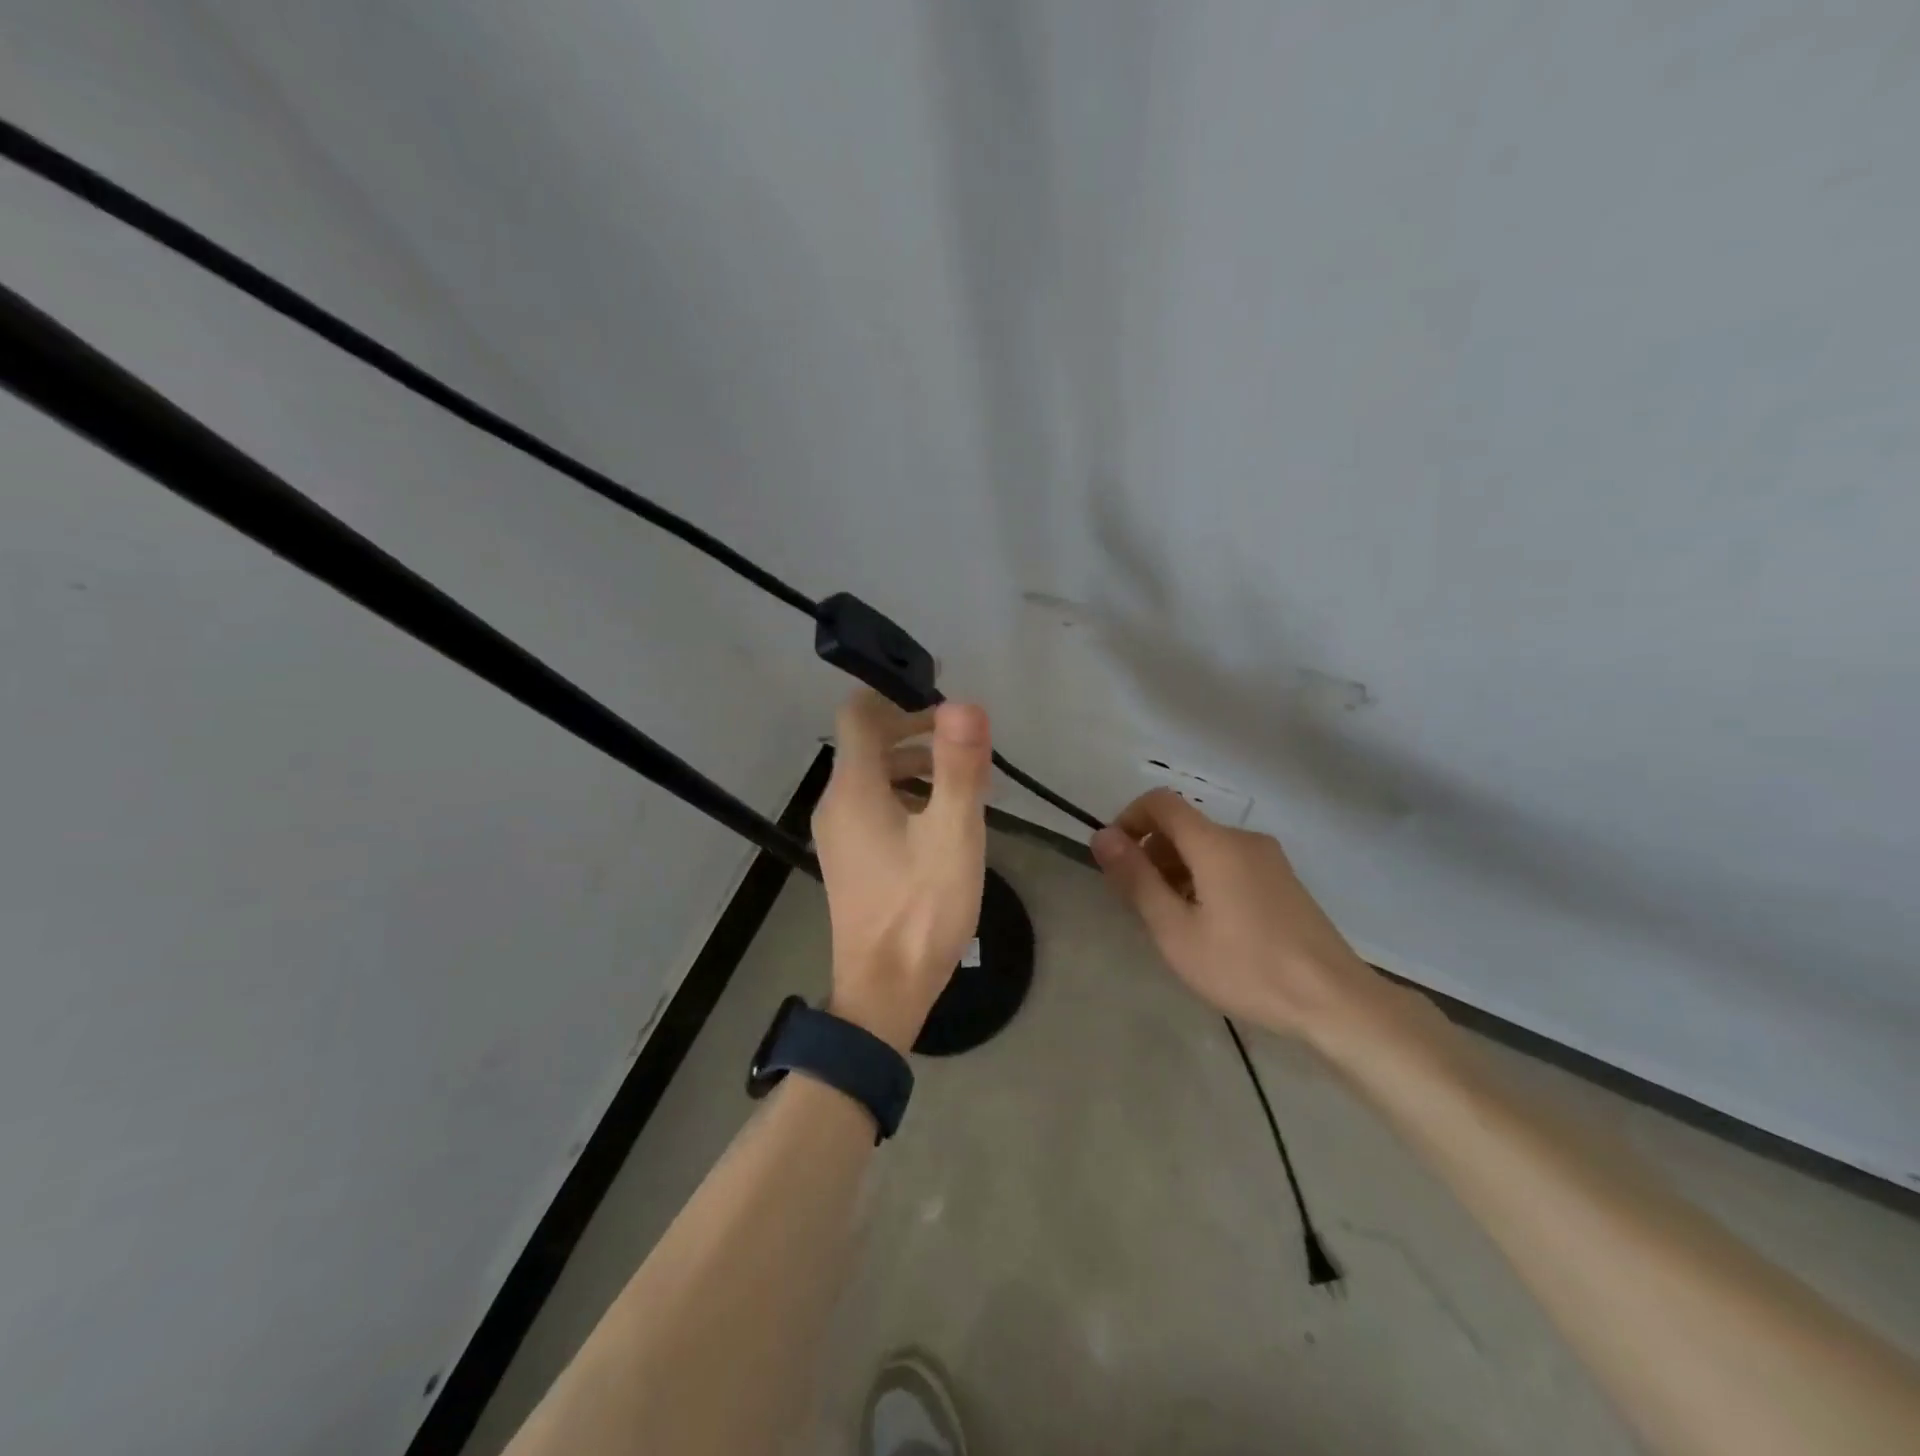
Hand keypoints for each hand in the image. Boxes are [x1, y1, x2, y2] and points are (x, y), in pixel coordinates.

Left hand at [812, 691, 992, 1052]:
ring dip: (915, 762)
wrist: (884, 991)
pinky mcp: (849, 856)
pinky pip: (873, 804)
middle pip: (867, 740)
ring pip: (873, 774)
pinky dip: (906, 793)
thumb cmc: (921, 910)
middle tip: (965, 738)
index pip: (859, 712)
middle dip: (915, 727)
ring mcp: (838, 832)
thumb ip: (958, 767)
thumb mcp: (952, 835)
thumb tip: (964, 703)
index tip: (943, 696)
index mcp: (854, 789)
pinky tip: (943, 817)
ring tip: (964, 778)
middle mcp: (836, 802)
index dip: (898, 694)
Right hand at [1091, 789, 1384, 1041]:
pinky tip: (1209, 927)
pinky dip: (1204, 880)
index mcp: (1215, 843)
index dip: (1128, 820)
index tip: (1116, 861)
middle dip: (1151, 853)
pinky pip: (1229, 863)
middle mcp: (1243, 839)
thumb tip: (1102, 836)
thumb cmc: (1246, 966)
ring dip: (1176, 870)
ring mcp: (1269, 859)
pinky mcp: (1284, 881)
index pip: (1160, 802)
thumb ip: (1136, 879)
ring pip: (1206, 847)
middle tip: (1141, 905)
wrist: (1334, 1000)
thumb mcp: (1175, 930)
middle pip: (1183, 826)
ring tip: (1174, 923)